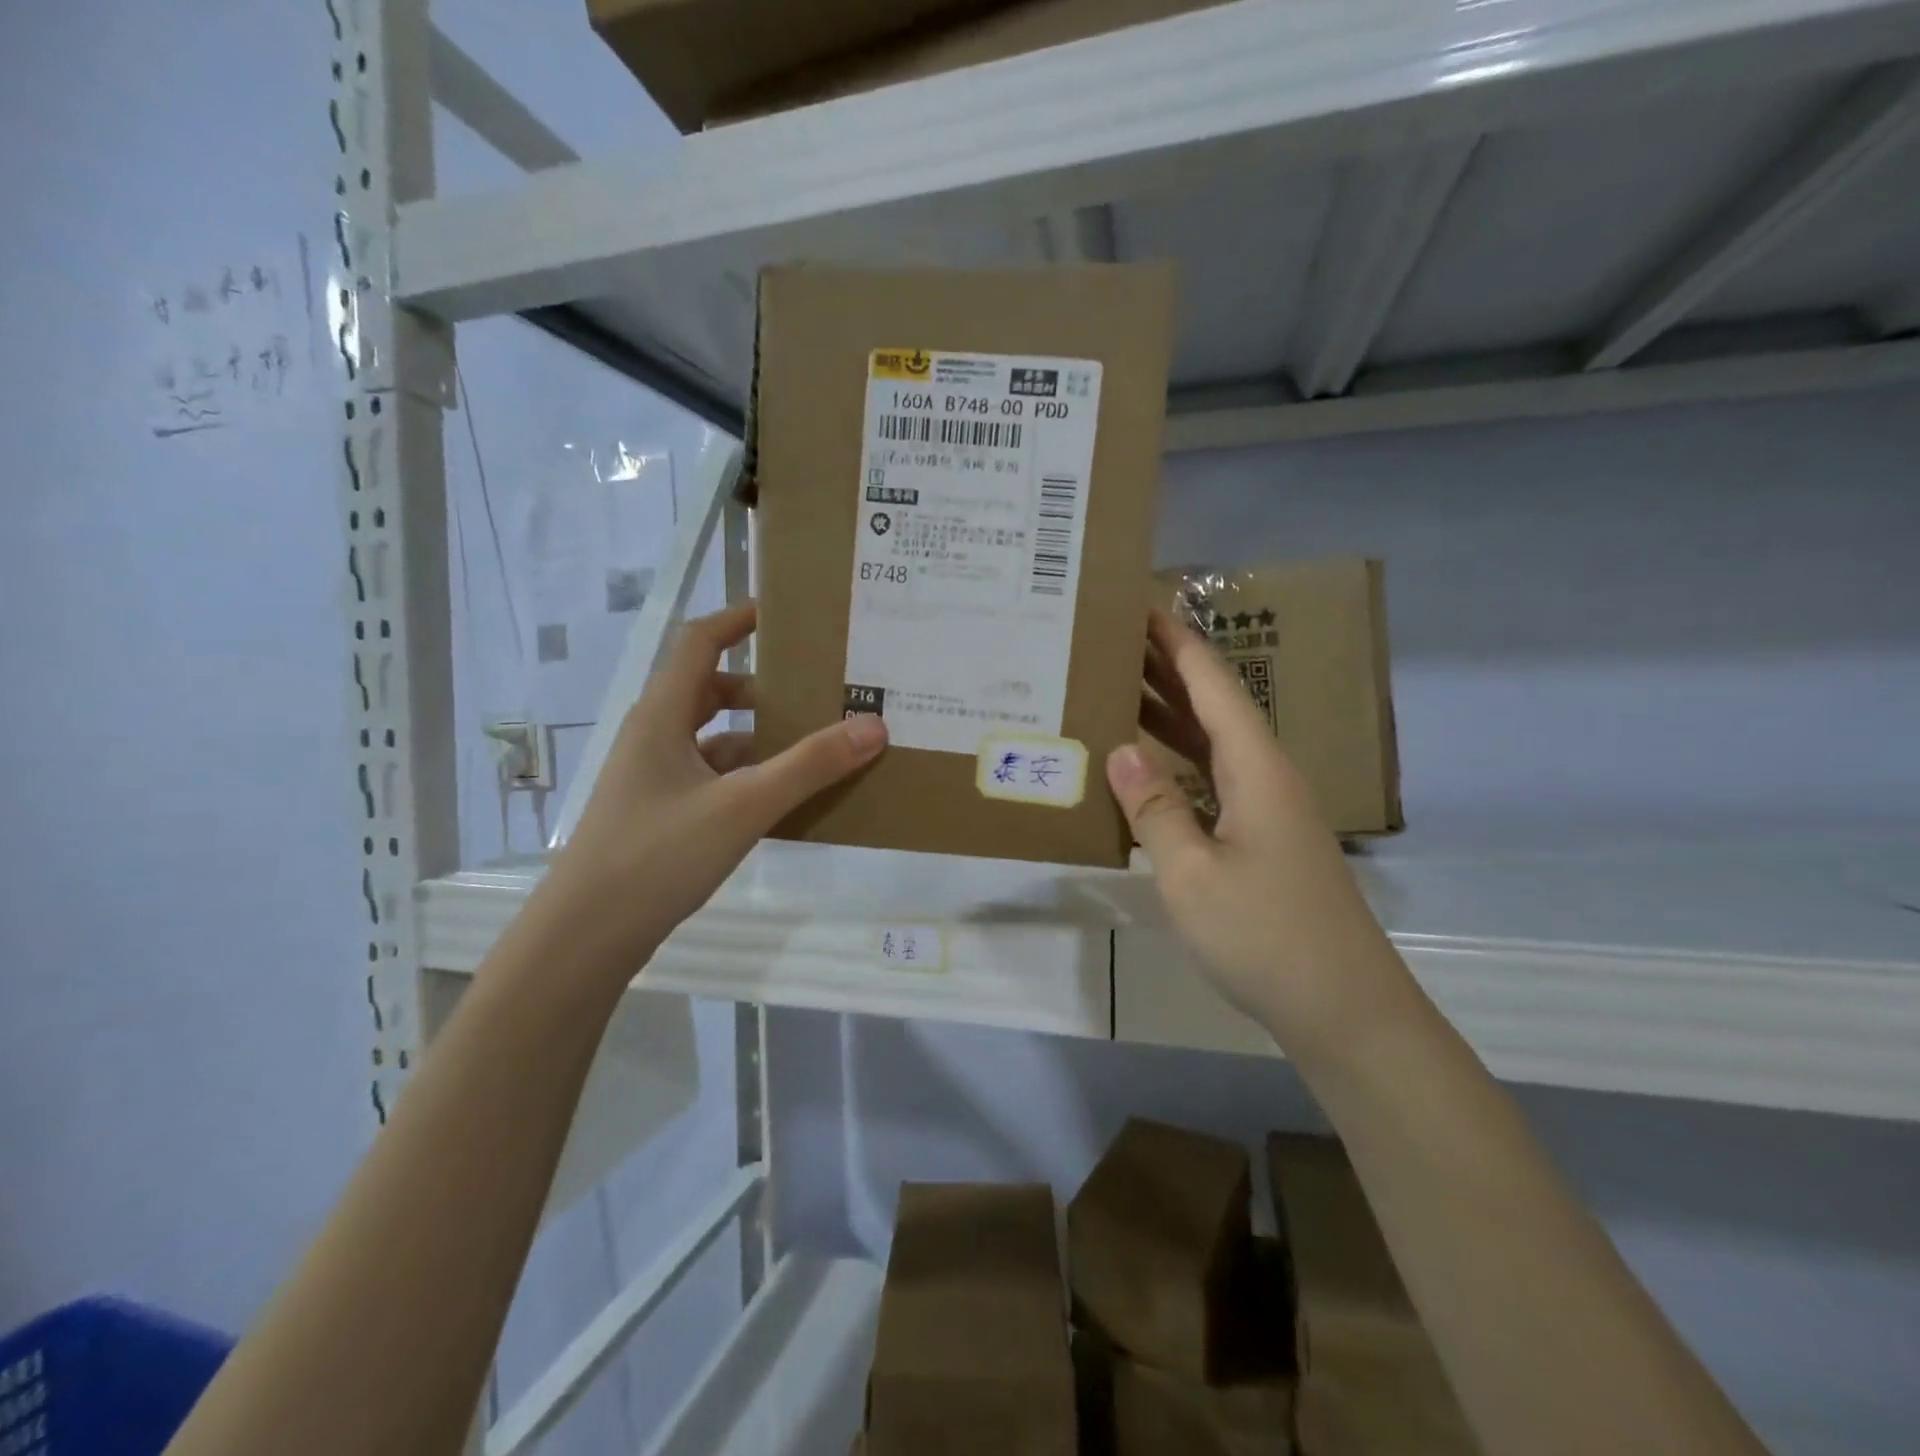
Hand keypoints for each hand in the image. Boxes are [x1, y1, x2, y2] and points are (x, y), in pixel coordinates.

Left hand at [535, 602, 887, 979]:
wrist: (586, 937)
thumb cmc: (658, 855)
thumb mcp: (743, 806)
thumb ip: (810, 766)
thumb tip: (874, 726)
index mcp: (662, 715)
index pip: (700, 642)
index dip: (739, 619)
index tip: (787, 616)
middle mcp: (655, 736)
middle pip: (712, 691)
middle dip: (764, 688)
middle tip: (818, 692)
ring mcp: (655, 778)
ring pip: (716, 740)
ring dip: (760, 738)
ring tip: (815, 748)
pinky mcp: (662, 813)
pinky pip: (713, 778)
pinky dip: (748, 778)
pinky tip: (785, 800)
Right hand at [1114, 610, 1412, 1058]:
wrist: (1343, 1009)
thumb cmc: (1265, 935)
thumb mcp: (1191, 873)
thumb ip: (1155, 809)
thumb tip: (1120, 752)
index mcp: (1256, 768)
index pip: (1212, 685)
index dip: (1176, 643)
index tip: (1141, 604)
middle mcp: (1265, 776)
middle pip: (1212, 706)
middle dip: (1165, 669)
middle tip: (1112, 640)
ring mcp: (1266, 811)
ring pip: (1210, 745)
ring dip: (1168, 715)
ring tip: (1116, 690)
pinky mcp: (1262, 841)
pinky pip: (1211, 782)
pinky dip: (1175, 763)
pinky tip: (1144, 770)